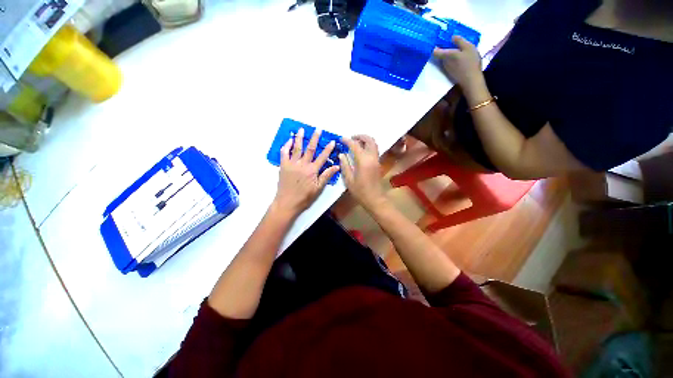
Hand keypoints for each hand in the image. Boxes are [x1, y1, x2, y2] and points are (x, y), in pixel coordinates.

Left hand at [273, 128, 339, 216]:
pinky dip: (286, 146)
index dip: (328, 149)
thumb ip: (326, 176)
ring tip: (301, 129)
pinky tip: (289, 140)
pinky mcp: (283, 166)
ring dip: (300, 138)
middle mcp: (302, 164)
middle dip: (315, 138)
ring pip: (297, 148)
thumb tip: (336, 166)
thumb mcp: (318, 189)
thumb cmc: (304, 197)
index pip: (322, 157)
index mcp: (312, 170)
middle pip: (310, 149)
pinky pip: (284, 153)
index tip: (332, 141)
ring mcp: (292, 164)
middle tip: (317, 130)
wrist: (287, 203)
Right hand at [339, 135, 385, 209]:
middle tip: (351, 138)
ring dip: (365, 140)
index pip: (355, 145)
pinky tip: (360, 151)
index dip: (347, 140)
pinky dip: (368, 146)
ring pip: (373, 144)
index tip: (341, 139)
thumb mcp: (349, 180)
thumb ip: (345, 165)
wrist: (374, 199)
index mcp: (363, 161)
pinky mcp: (378, 163)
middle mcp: (372, 157)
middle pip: (369, 140)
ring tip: (355, 144)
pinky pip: (374, 150)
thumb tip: (341, 154)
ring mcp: (376, 160)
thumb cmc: (360, 191)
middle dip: (360, 136)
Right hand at [434, 36, 483, 93]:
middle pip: (458, 46)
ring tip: (444, 61)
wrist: (472, 83)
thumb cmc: (462, 68)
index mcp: (468, 45)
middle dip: (449, 48)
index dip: (446, 40)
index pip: (456, 38)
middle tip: (439, 53)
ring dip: (452, 56)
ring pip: (459, 54)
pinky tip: (451, 68)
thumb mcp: (451, 58)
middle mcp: (471, 50)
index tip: (438, 44)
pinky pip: (461, 62)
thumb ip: (442, 53)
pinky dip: (455, 63)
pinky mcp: (470, 68)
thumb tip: (433, 50)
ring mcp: (472, 59)